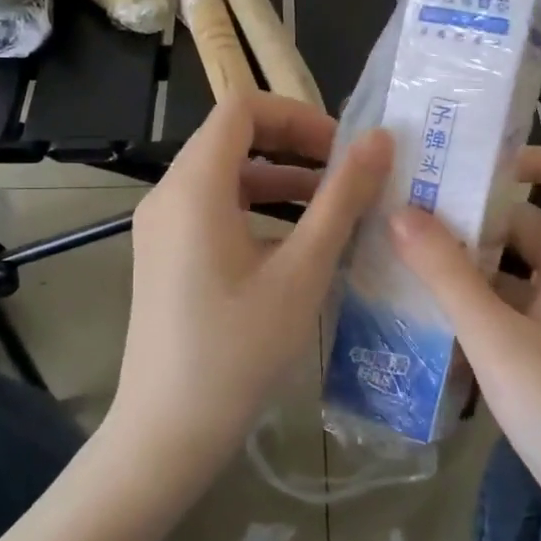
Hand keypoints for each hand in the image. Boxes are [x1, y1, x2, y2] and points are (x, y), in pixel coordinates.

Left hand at [109, 93, 390, 491]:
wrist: (168, 432)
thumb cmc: (239, 350)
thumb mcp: (302, 271)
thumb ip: (341, 199)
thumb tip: (378, 140)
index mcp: (194, 186)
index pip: (242, 108)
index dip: (297, 115)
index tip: (344, 148)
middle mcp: (168, 195)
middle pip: (232, 137)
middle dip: (295, 144)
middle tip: (348, 173)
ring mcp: (162, 227)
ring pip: (226, 175)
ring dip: (281, 178)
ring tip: (335, 206)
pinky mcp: (165, 255)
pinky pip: (214, 208)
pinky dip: (258, 208)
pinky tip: (298, 244)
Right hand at [389, 149, 540, 540]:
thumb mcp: (500, 344)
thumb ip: (449, 278)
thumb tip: (402, 212)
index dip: (538, 157)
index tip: (476, 162)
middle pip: (534, 225)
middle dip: (478, 214)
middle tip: (414, 210)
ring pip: (518, 271)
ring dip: (470, 263)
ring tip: (407, 258)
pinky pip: (514, 309)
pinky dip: (478, 303)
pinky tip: (431, 315)